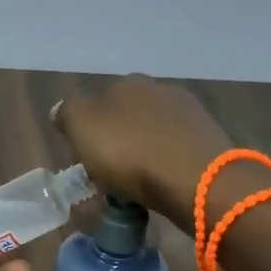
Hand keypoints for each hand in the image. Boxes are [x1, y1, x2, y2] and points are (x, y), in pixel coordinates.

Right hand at [52, 74, 235, 235]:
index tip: (87, 159)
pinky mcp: (210, 142)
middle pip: (129, 118)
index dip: (90, 131)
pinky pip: (175, 154)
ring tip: (136, 187)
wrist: (194, 178)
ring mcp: (190, 115)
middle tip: (110, 175)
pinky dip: (165, 168)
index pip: (100, 103)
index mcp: (128, 83)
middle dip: (119, 143)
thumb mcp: (80, 127)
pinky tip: (161, 186)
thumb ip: (67, 113)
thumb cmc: (129, 151)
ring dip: (144, 156)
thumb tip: (61, 110)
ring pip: (154, 136)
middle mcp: (161, 90)